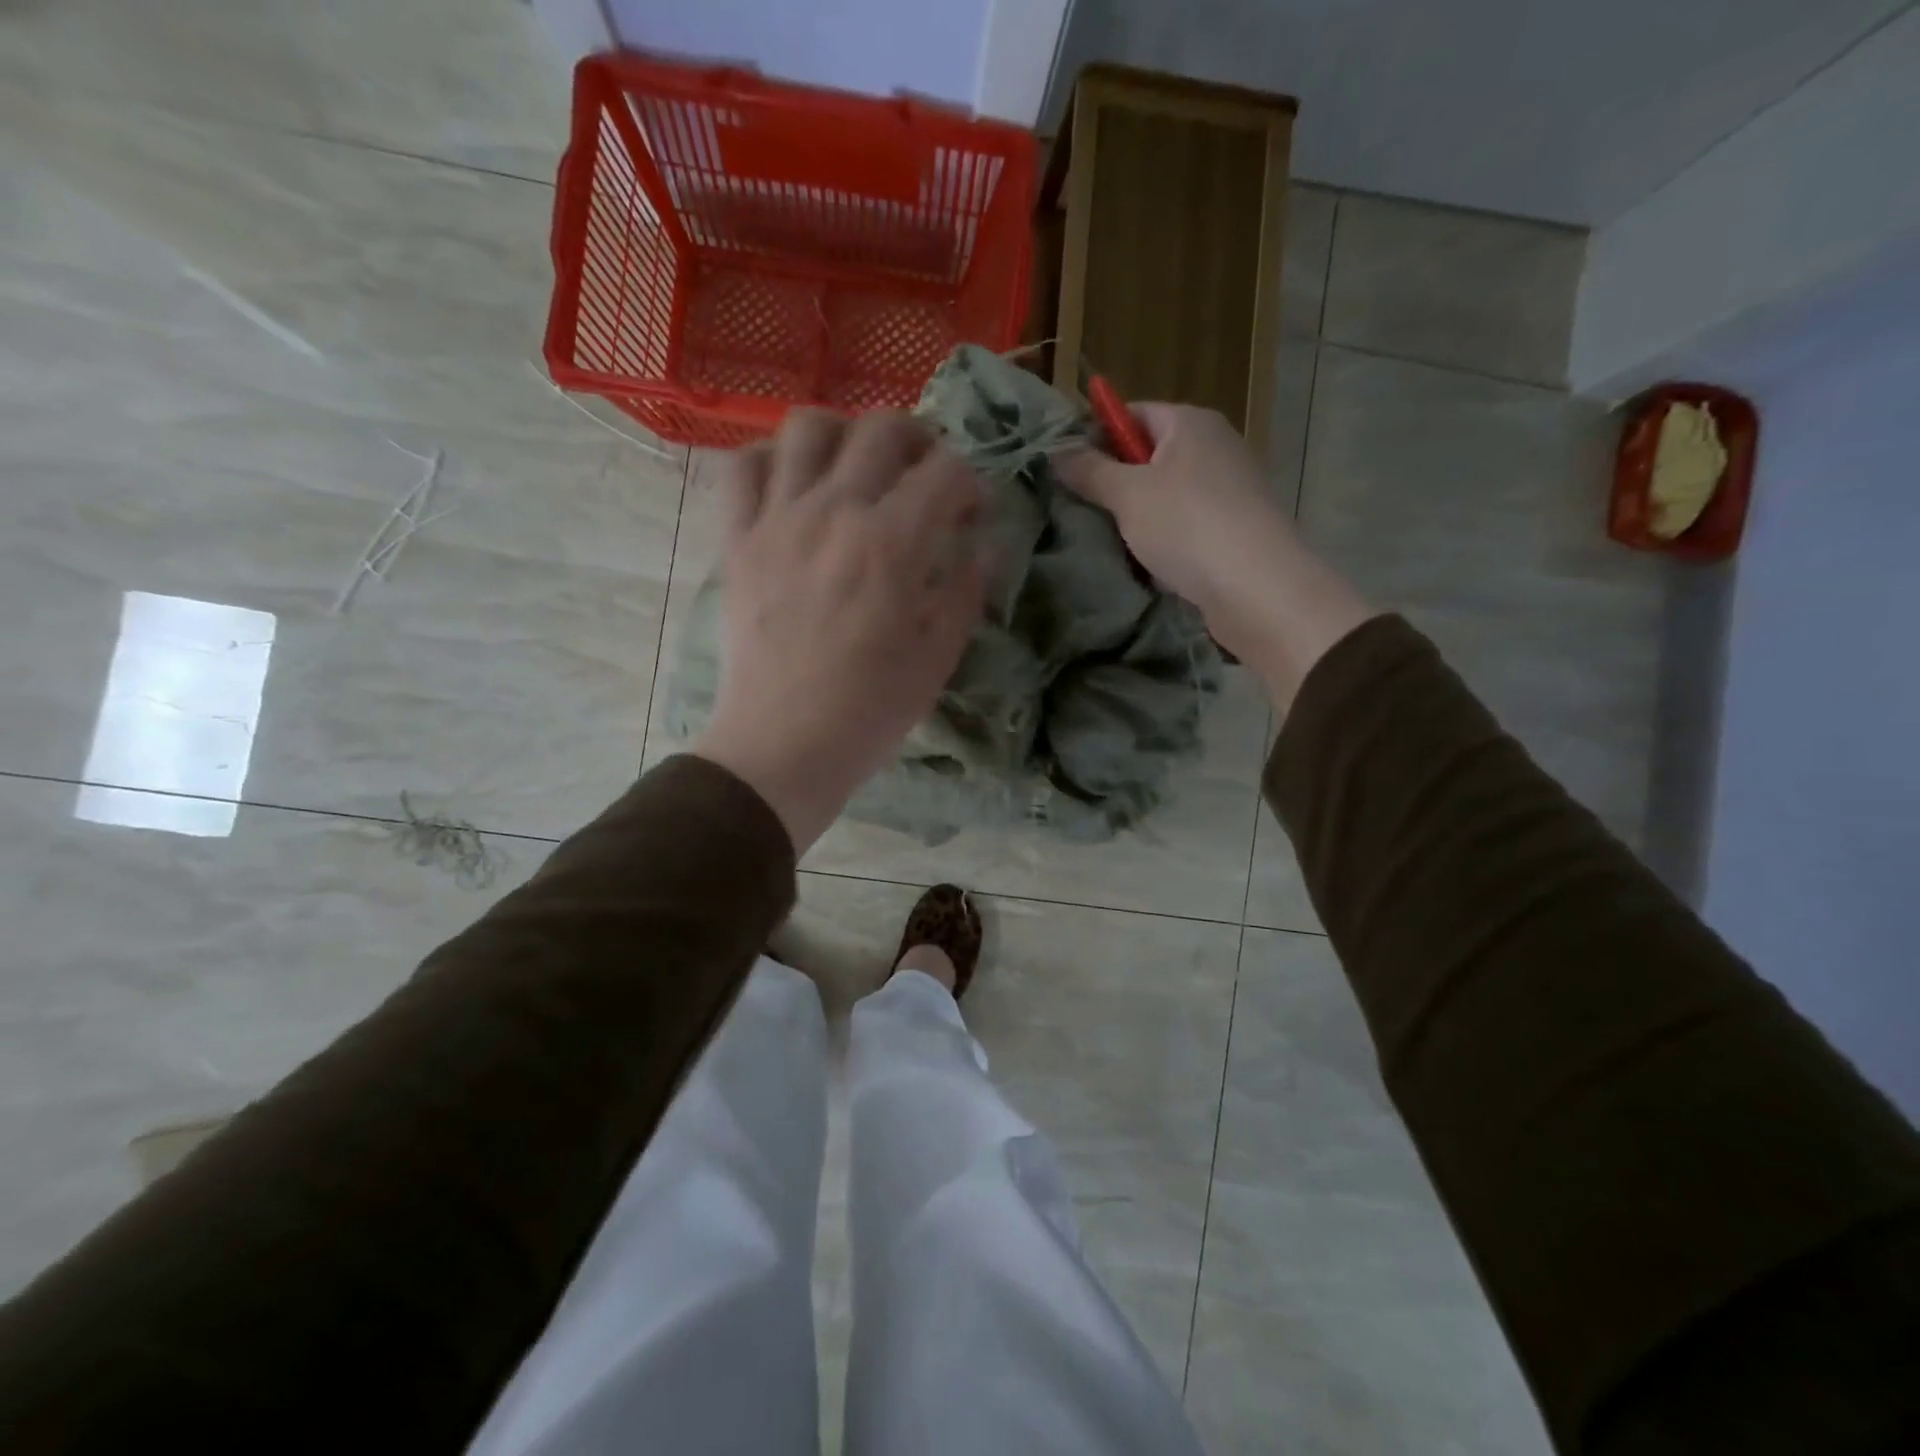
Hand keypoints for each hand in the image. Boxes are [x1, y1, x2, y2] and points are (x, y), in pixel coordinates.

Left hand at [691, 409, 986, 851]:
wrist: (783, 745)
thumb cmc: (871, 710)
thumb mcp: (938, 657)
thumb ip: (965, 590)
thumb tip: (982, 546)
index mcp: (893, 543)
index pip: (946, 471)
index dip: (970, 482)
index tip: (971, 511)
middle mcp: (835, 511)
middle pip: (882, 429)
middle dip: (919, 439)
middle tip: (924, 474)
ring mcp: (778, 520)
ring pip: (807, 427)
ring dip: (844, 433)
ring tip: (856, 465)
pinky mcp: (738, 541)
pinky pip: (742, 468)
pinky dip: (770, 460)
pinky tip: (792, 484)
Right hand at [1059, 403, 1373, 711]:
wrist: (1256, 588)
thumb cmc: (1187, 525)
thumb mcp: (1127, 494)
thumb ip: (1089, 471)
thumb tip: (1056, 453)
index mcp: (1191, 424)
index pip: (1133, 413)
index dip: (1097, 436)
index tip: (1066, 469)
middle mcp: (1214, 447)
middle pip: (1149, 456)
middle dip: (1114, 482)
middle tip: (1079, 509)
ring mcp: (1228, 490)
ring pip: (1165, 496)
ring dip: (1136, 517)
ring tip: (1105, 539)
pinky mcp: (1233, 530)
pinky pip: (1184, 526)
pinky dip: (1162, 541)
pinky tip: (1143, 563)